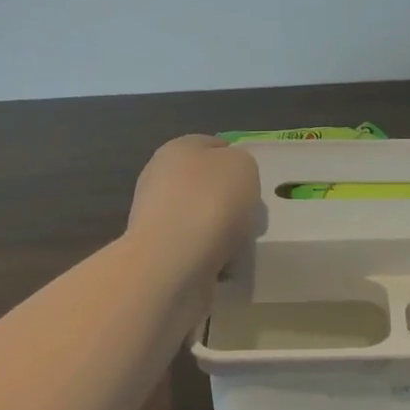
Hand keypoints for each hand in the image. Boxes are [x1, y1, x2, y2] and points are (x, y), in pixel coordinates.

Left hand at [126, 136, 261, 274]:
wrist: (173, 262)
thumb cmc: (211, 201)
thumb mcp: (243, 165)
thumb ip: (241, 164)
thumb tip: (231, 179)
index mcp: (177, 149)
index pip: (211, 145)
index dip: (236, 159)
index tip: (254, 182)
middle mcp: (160, 178)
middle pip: (204, 184)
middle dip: (228, 199)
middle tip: (251, 215)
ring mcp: (155, 218)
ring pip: (199, 218)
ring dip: (220, 230)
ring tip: (240, 244)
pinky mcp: (157, 254)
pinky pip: (194, 249)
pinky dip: (210, 256)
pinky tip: (225, 264)